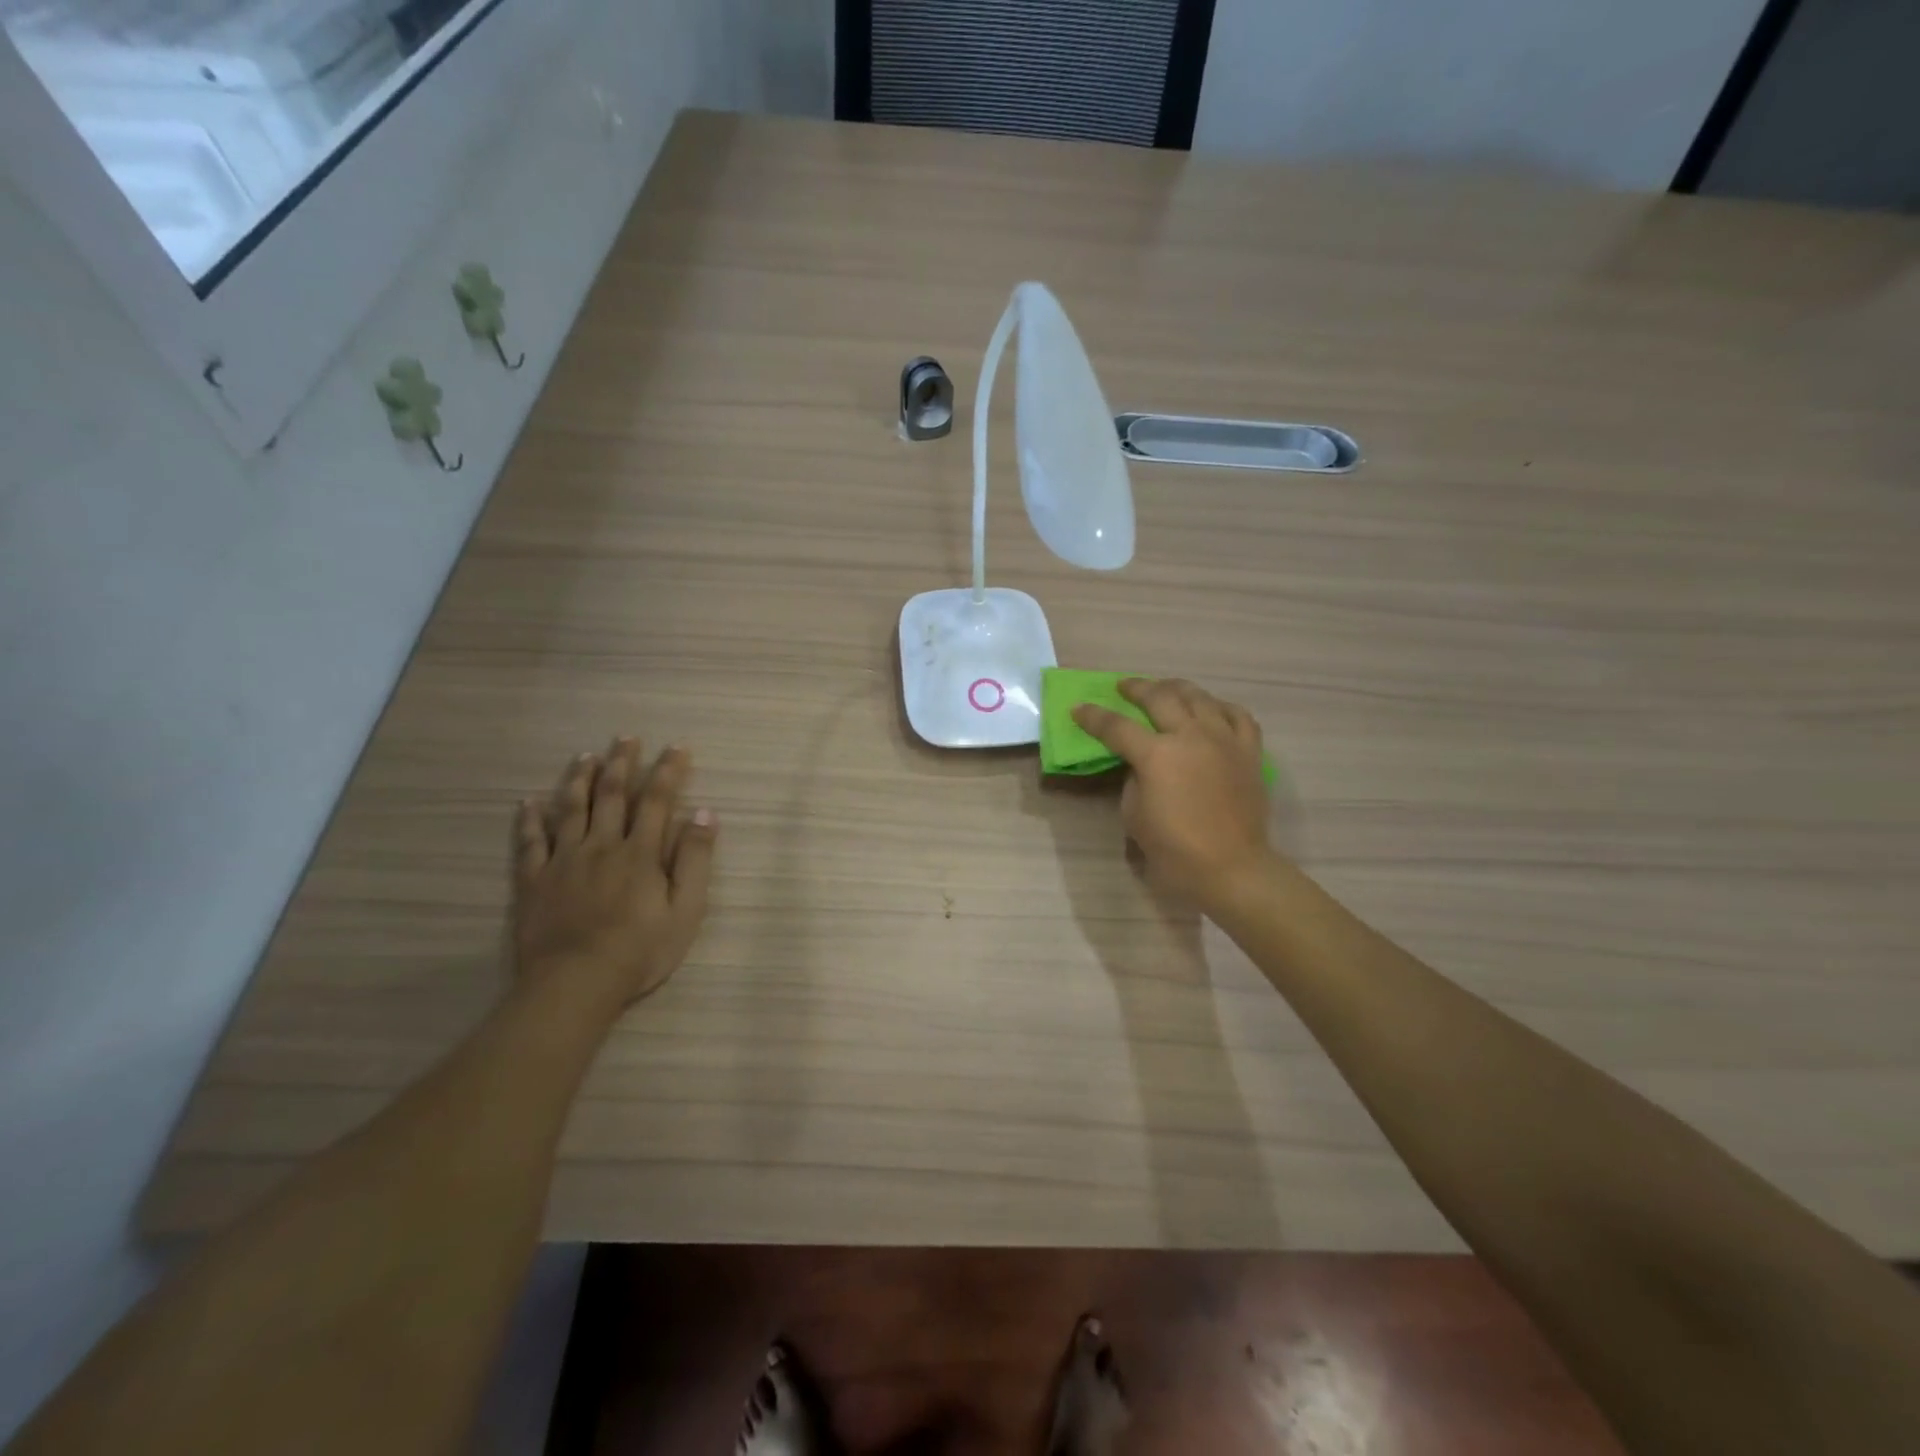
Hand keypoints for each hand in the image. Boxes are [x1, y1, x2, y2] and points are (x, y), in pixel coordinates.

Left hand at [511, 738, 716, 1008]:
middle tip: (625, 737)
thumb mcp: (685, 910)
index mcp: (640, 853)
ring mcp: (563, 861)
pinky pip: (530, 842)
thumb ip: (695, 860)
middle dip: (621, 764)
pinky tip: (528, 801)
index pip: (657, 801)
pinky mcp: (534, 881)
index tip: (677, 747)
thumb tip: (706, 814)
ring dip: (579, 779)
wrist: (575, 983)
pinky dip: (530, 819)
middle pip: (611, 795)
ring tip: (584, 756)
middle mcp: (601, 845)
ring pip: (570, 809)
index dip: (668, 771)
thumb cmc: (640, 950)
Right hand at [1073, 679, 1273, 909]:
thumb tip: (1140, 763)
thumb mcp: (1134, 815)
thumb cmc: (1175, 850)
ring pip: (1199, 697)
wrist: (1232, 868)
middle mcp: (1191, 736)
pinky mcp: (1249, 751)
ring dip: (1176, 688)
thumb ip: (1133, 779)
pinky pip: (1237, 715)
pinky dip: (1219, 706)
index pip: (1116, 726)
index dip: (1093, 716)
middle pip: (1159, 697)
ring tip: (1164, 688)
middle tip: (1123, 687)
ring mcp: (1224, 740)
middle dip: (1136, 689)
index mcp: (1157, 755)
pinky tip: (1210, 708)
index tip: (1079, 708)